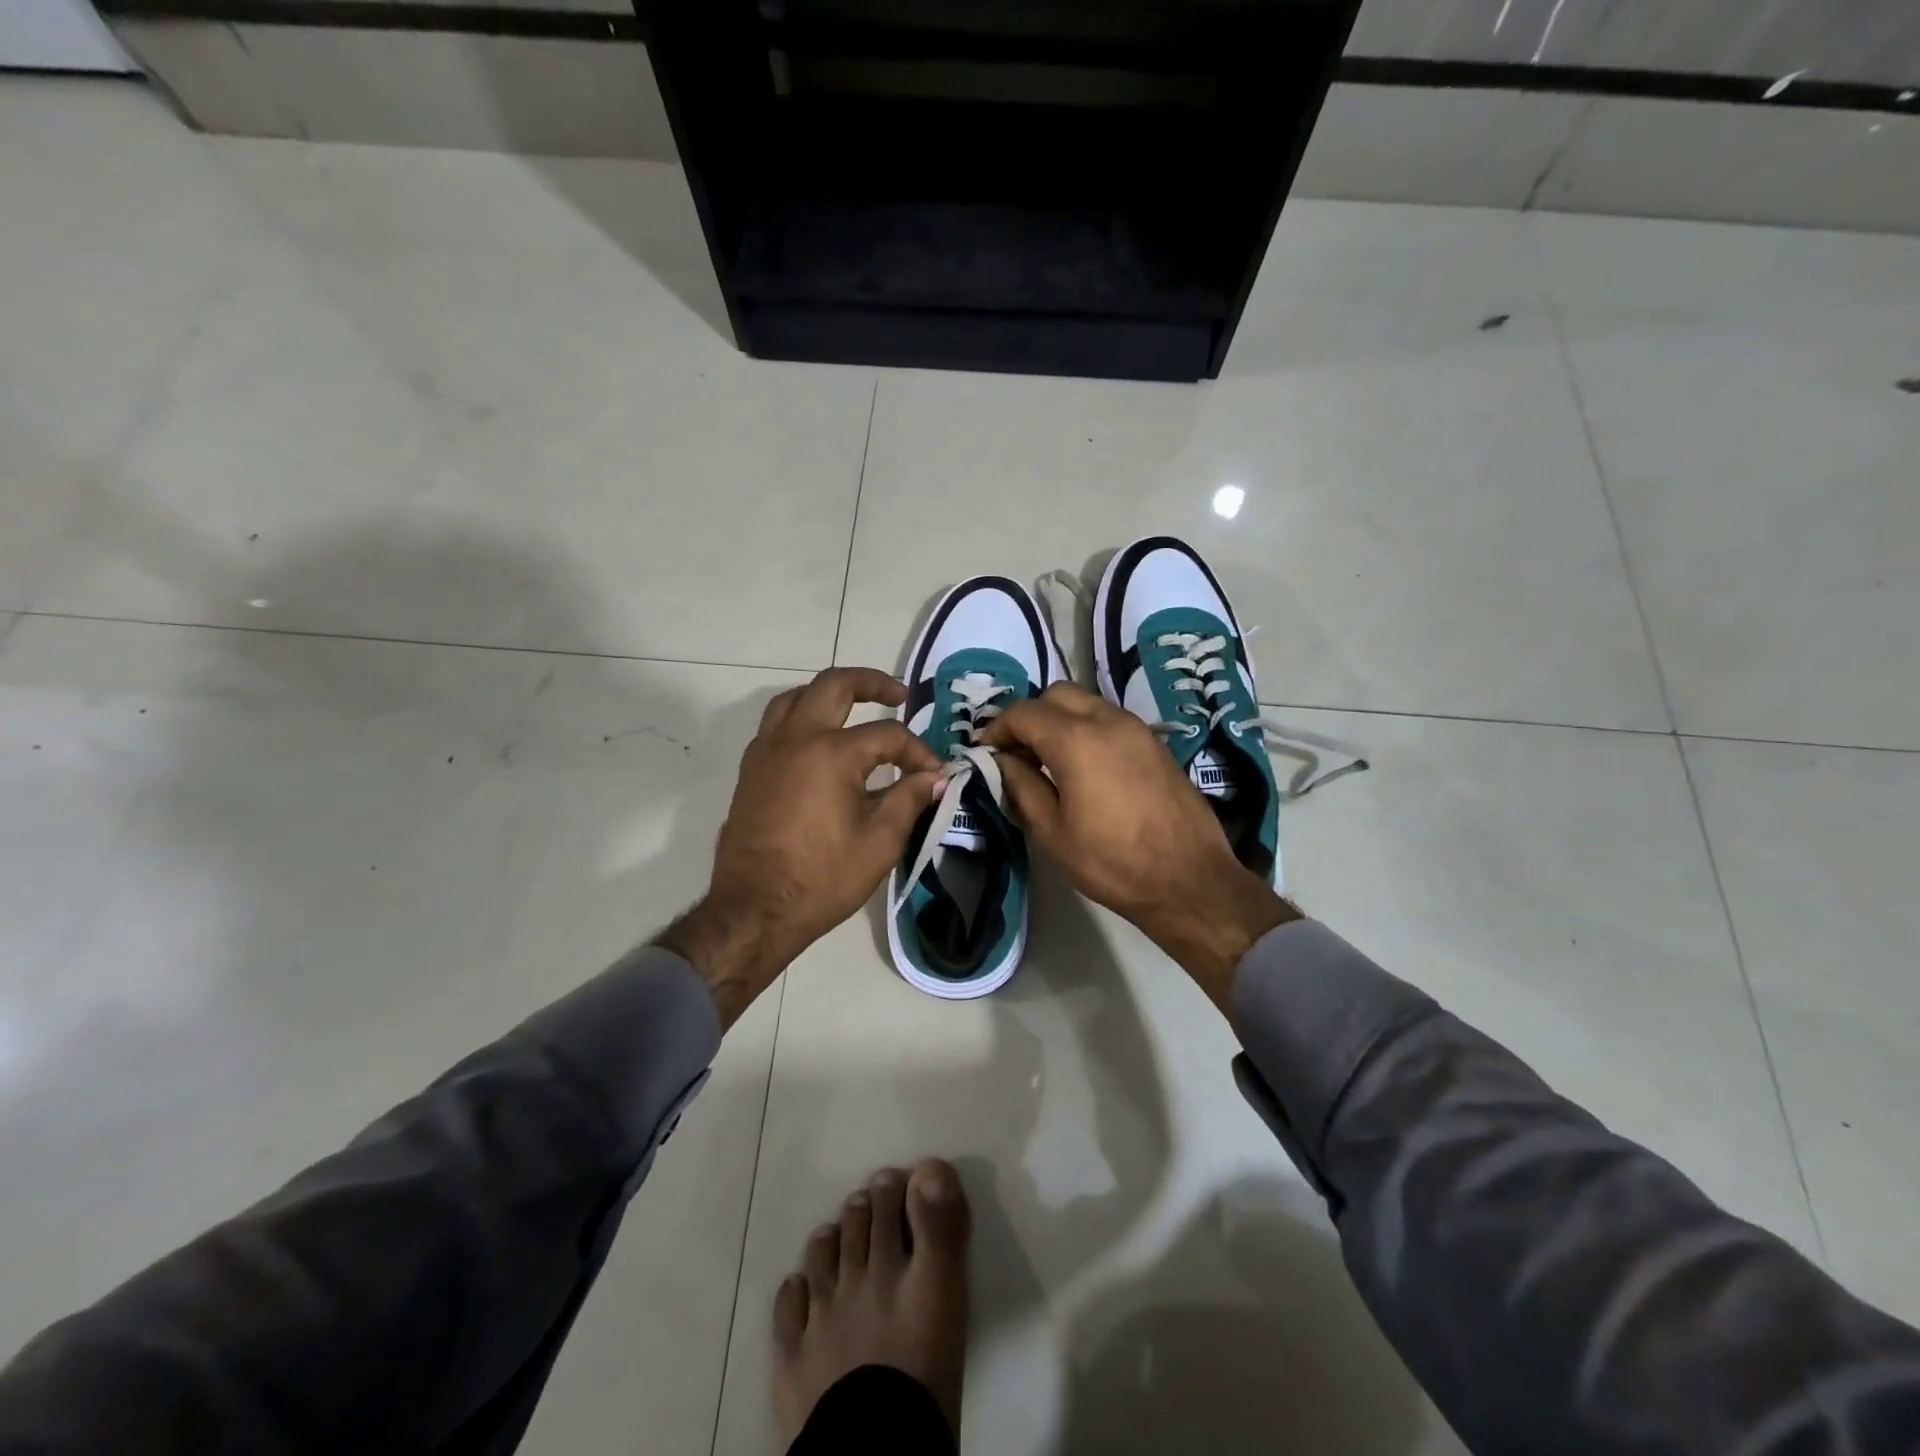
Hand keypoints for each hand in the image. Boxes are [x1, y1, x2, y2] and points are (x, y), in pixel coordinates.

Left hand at [662, 668, 941, 1026]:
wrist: (756, 909)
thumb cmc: (823, 879)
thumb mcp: (880, 842)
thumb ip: (910, 799)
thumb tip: (935, 777)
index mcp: (831, 753)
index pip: (887, 735)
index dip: (917, 751)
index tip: (935, 774)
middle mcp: (795, 738)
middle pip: (834, 685)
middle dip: (871, 682)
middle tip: (898, 694)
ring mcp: (766, 751)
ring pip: (796, 697)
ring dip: (828, 694)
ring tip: (854, 707)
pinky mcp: (751, 770)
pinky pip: (776, 723)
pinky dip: (802, 716)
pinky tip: (819, 741)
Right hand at [980, 683, 1296, 1011]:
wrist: (1189, 880)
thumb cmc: (1112, 862)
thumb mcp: (1052, 832)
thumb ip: (1022, 787)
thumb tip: (1003, 761)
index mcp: (1076, 740)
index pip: (1024, 713)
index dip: (997, 729)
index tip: (986, 753)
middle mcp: (1107, 720)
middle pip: (1056, 695)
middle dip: (1030, 716)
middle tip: (1017, 753)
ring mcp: (1137, 728)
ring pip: (1086, 703)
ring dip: (1060, 720)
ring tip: (1048, 760)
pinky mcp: (1155, 743)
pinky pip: (1110, 719)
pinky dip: (1087, 729)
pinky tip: (1083, 767)